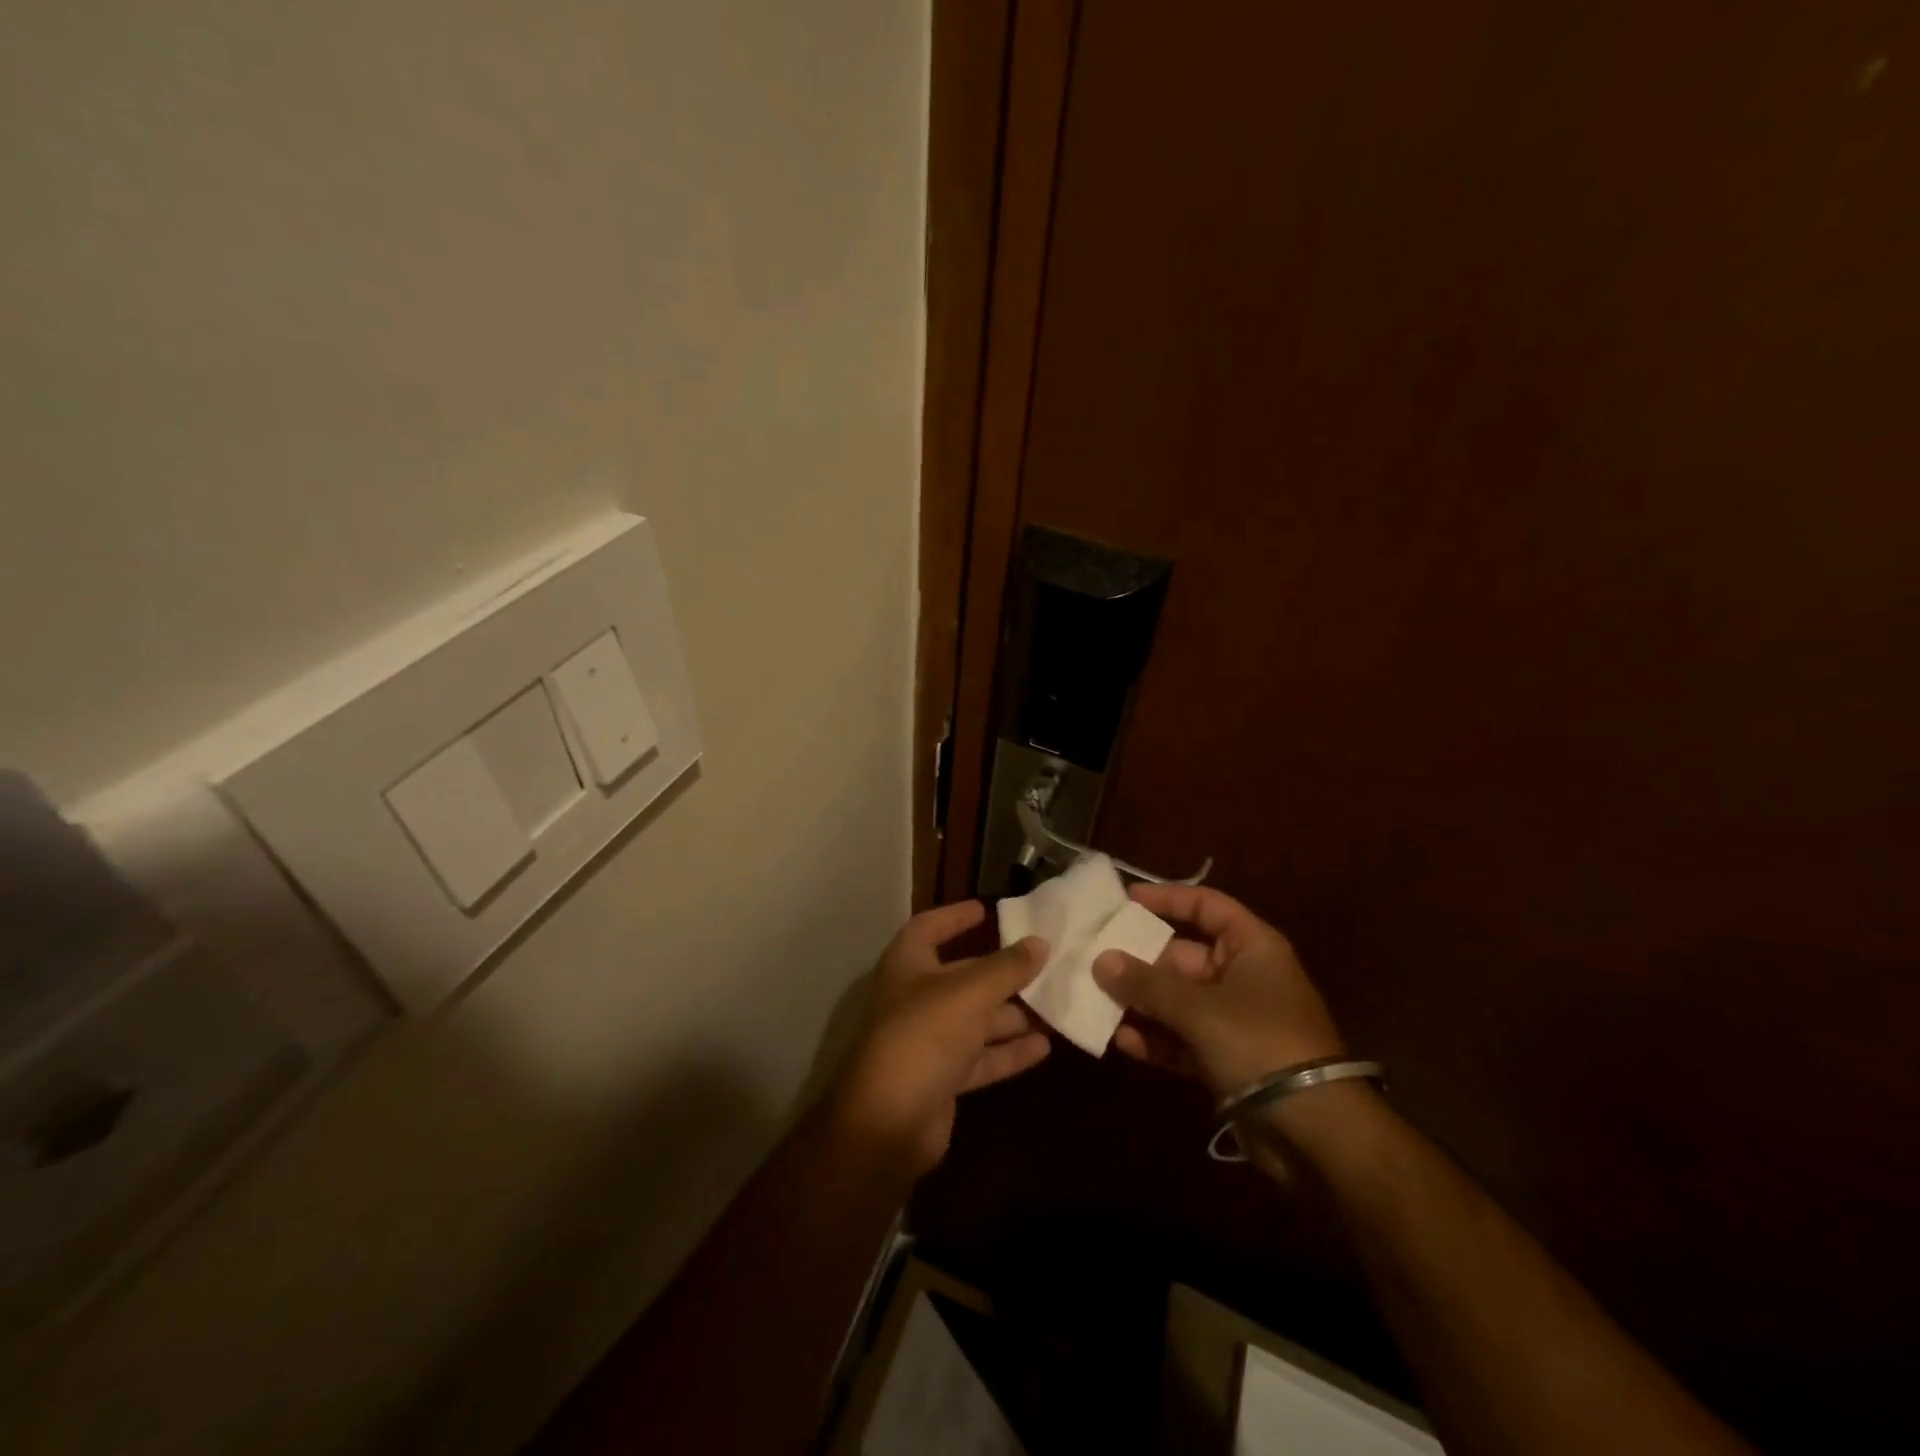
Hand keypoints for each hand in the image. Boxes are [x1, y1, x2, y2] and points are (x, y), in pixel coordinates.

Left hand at [830, 901, 1050, 1174]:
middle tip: (1041, 963)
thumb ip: (1007, 967)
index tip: (986, 909)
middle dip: (999, 972)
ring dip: (1011, 1014)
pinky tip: (1044, 1047)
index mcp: (908, 966)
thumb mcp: (970, 992)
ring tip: (1054, 1005)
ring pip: (975, 1020)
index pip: (928, 928)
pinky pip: (980, 1058)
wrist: (890, 1121)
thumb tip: (1041, 943)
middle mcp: (915, 999)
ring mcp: (928, 1042)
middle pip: (961, 976)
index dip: (954, 917)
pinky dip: (1008, 1052)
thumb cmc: (924, 1035)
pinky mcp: (942, 1080)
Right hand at [1092, 883, 1343, 1099]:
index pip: (1206, 906)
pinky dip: (1155, 1039)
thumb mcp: (1199, 1008)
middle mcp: (1243, 977)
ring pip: (1178, 1001)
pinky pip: (1182, 1040)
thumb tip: (1100, 960)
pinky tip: (1120, 1040)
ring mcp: (1234, 1021)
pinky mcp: (1226, 1060)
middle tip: (1094, 956)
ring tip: (1096, 998)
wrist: (1316, 1131)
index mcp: (1251, 948)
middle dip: (1140, 960)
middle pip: (1182, 956)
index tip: (1124, 900)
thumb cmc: (1260, 1043)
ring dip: (1141, 1002)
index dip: (1167, 899)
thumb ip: (1146, 983)